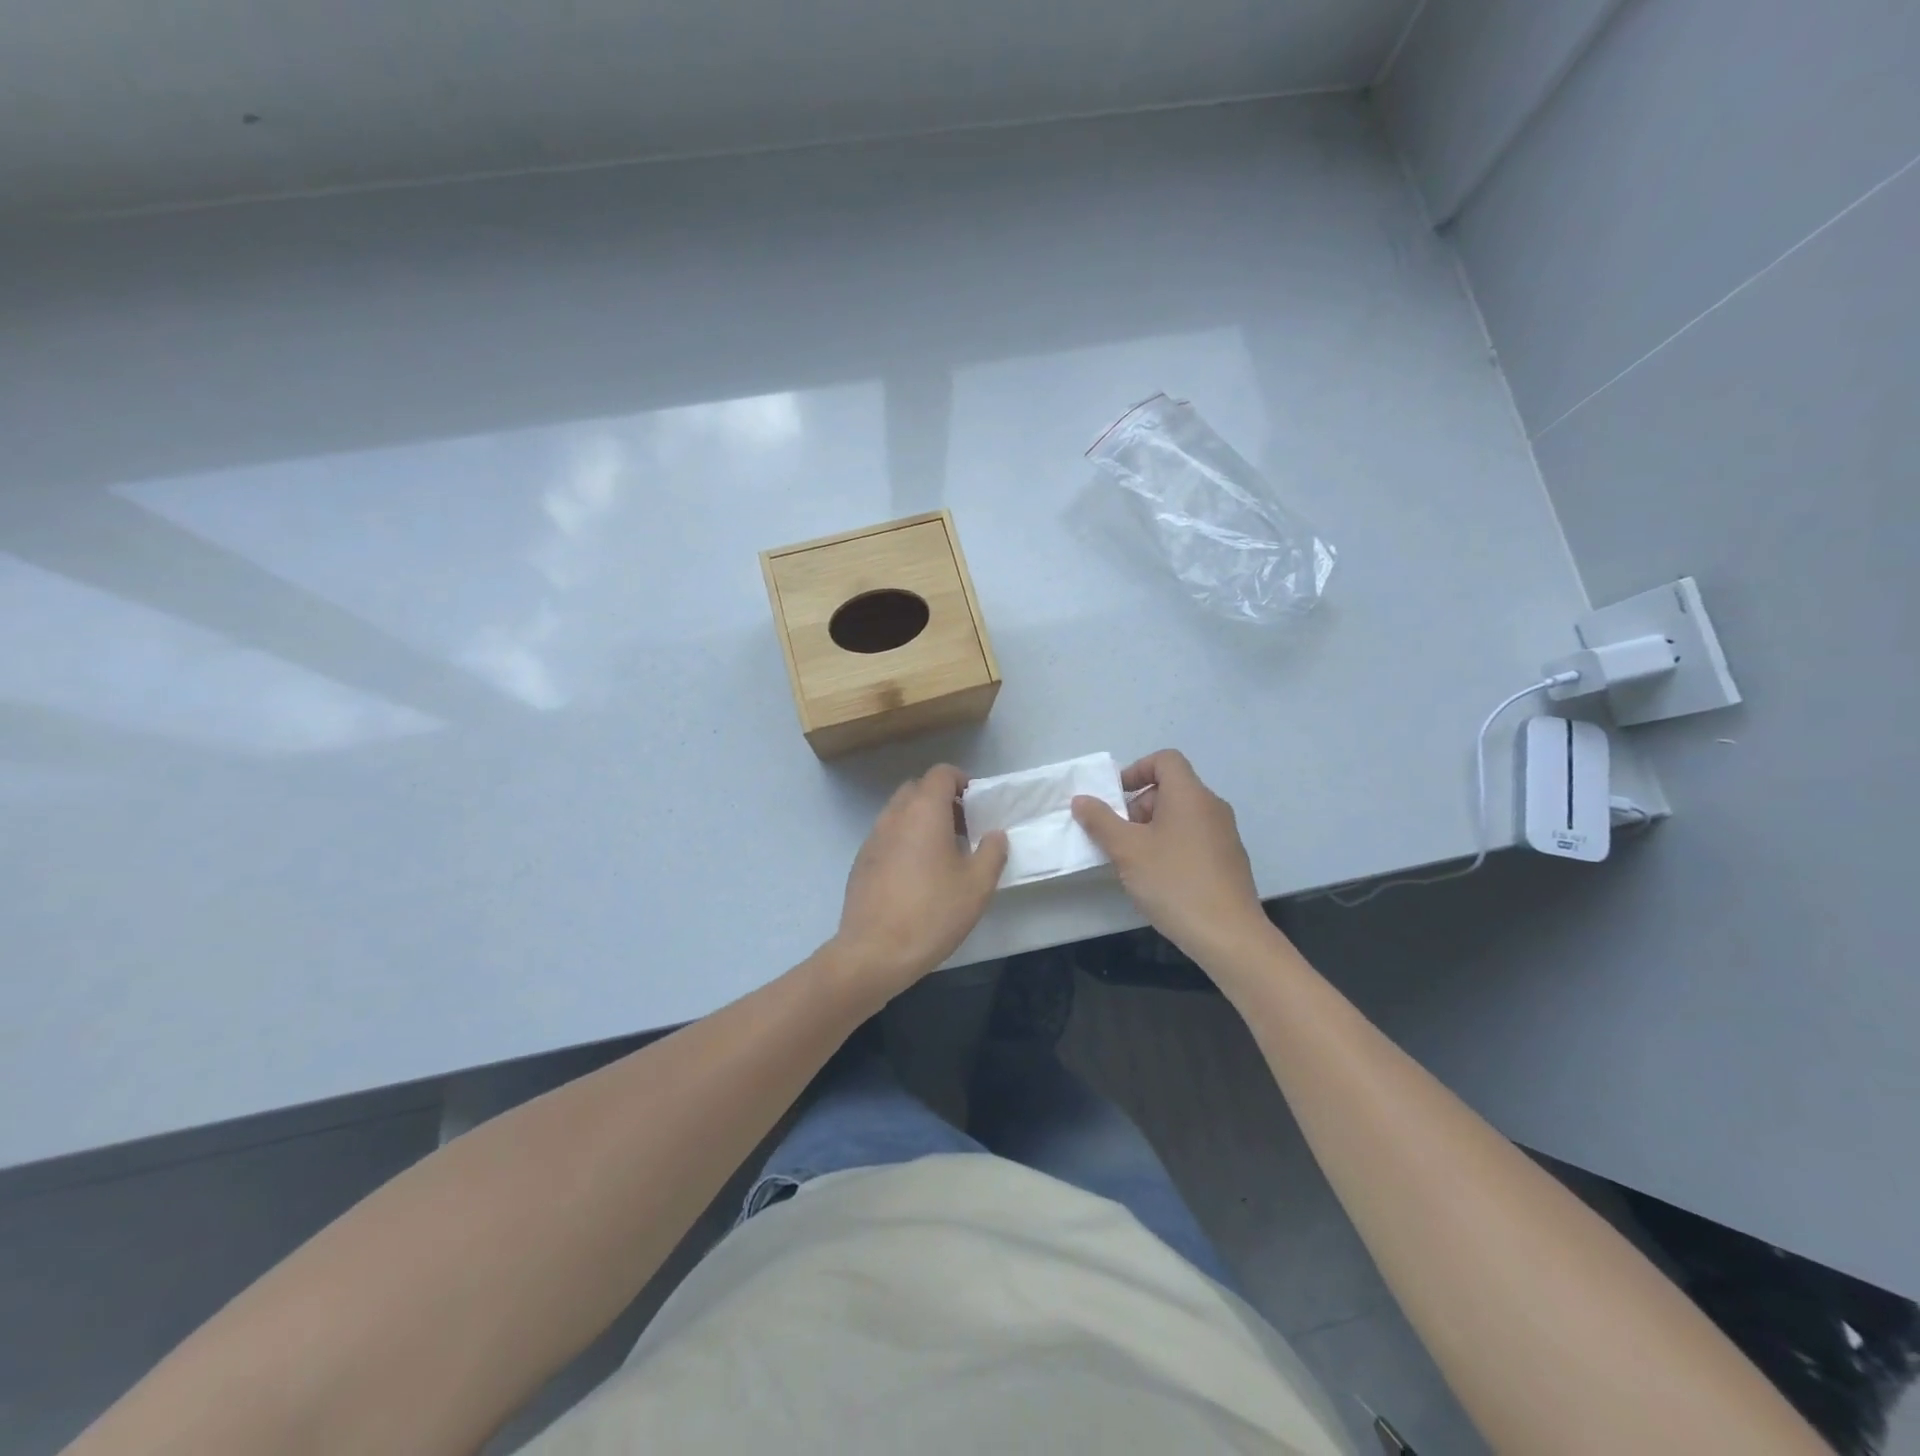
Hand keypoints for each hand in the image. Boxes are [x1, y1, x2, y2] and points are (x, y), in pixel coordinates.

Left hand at [831, 764, 1008, 995]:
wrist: (874, 952)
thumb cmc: (932, 912)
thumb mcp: (977, 885)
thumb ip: (992, 852)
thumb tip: (994, 834)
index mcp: (924, 811)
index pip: (940, 773)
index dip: (961, 780)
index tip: (977, 804)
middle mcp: (894, 816)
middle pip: (917, 789)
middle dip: (941, 800)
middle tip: (963, 828)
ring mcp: (872, 838)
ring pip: (899, 813)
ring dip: (921, 821)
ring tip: (942, 854)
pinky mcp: (860, 862)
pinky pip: (886, 836)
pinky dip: (904, 841)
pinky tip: (916, 876)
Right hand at [1071, 750, 1272, 967]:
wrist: (1229, 935)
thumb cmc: (1174, 882)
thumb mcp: (1126, 850)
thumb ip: (1100, 821)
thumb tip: (1082, 800)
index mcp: (1190, 795)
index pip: (1165, 760)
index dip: (1136, 770)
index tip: (1115, 799)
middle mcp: (1212, 807)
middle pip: (1170, 788)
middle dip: (1138, 807)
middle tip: (1118, 838)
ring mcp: (1224, 834)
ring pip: (1181, 816)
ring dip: (1152, 829)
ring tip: (1134, 862)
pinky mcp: (1229, 860)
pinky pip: (1193, 838)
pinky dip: (1171, 846)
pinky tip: (1160, 879)